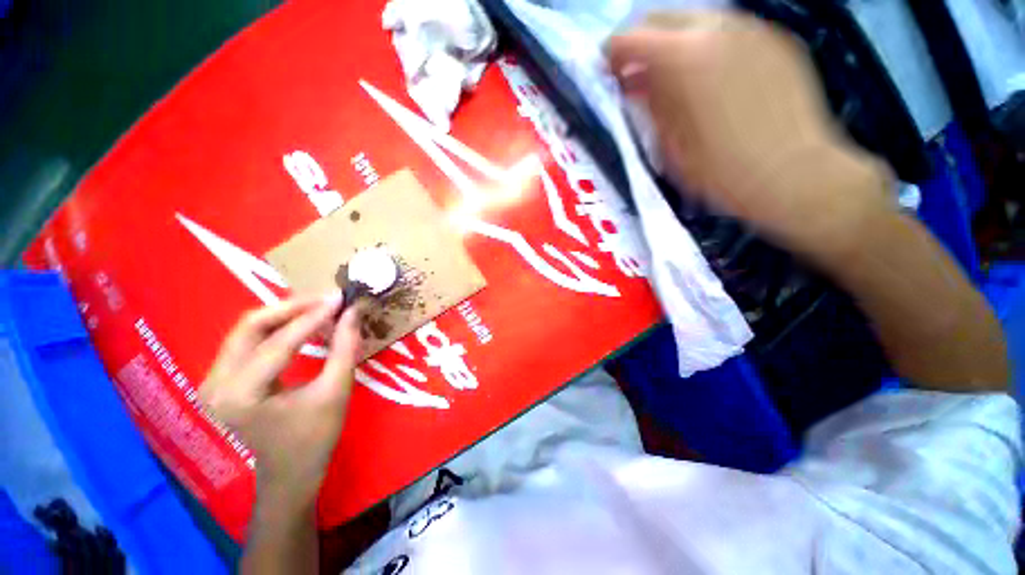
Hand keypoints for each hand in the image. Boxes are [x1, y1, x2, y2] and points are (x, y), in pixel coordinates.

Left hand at [199, 293, 363, 509]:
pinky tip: (304, 324)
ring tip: (321, 308)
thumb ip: (345, 347)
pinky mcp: (223, 378)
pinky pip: (250, 340)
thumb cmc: (315, 437)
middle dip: (293, 307)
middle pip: (251, 325)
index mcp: (241, 394)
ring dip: (286, 314)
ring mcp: (214, 380)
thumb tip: (353, 311)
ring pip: (249, 329)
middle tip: (328, 299)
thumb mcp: (336, 391)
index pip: (280, 341)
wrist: (289, 472)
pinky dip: (278, 327)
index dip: (314, 316)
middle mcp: (216, 383)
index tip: (342, 297)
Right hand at [607, 11, 892, 258]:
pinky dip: (708, 49)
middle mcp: (717, 27)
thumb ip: (650, 106)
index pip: (630, 39)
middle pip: (663, 18)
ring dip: (674, 45)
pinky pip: (729, 33)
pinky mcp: (777, 41)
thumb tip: (637, 86)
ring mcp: (753, 29)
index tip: (606, 73)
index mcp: (684, 57)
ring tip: (671, 79)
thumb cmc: (721, 171)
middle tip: (635, 75)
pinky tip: (708, 79)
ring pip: (698, 21)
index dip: (611, 55)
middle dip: (642, 43)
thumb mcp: (669, 145)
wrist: (794, 176)